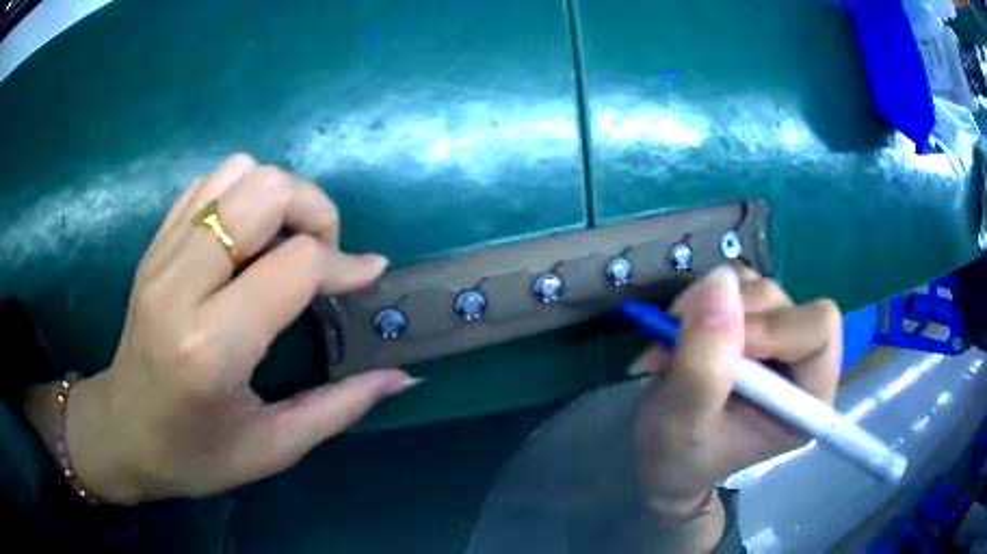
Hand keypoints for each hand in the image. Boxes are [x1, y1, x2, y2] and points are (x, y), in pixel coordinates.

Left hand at [29, 154, 415, 504]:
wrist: (123, 433)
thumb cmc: (195, 455)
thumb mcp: (273, 448)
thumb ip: (341, 407)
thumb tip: (402, 375)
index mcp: (212, 347)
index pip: (296, 263)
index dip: (345, 264)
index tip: (367, 278)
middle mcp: (180, 285)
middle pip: (265, 191)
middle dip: (314, 209)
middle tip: (322, 256)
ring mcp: (161, 256)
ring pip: (237, 174)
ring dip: (277, 197)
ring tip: (284, 245)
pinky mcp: (153, 245)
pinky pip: (208, 184)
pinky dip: (241, 195)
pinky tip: (247, 240)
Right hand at [631, 266, 840, 516]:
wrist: (662, 457)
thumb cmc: (677, 457)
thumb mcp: (683, 423)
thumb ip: (703, 364)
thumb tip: (720, 281)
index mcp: (807, 399)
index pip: (819, 330)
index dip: (773, 328)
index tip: (722, 352)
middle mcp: (802, 363)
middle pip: (785, 305)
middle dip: (731, 317)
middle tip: (682, 342)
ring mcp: (779, 339)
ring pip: (758, 290)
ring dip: (710, 308)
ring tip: (675, 345)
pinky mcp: (755, 322)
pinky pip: (737, 284)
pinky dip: (704, 300)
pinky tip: (686, 331)